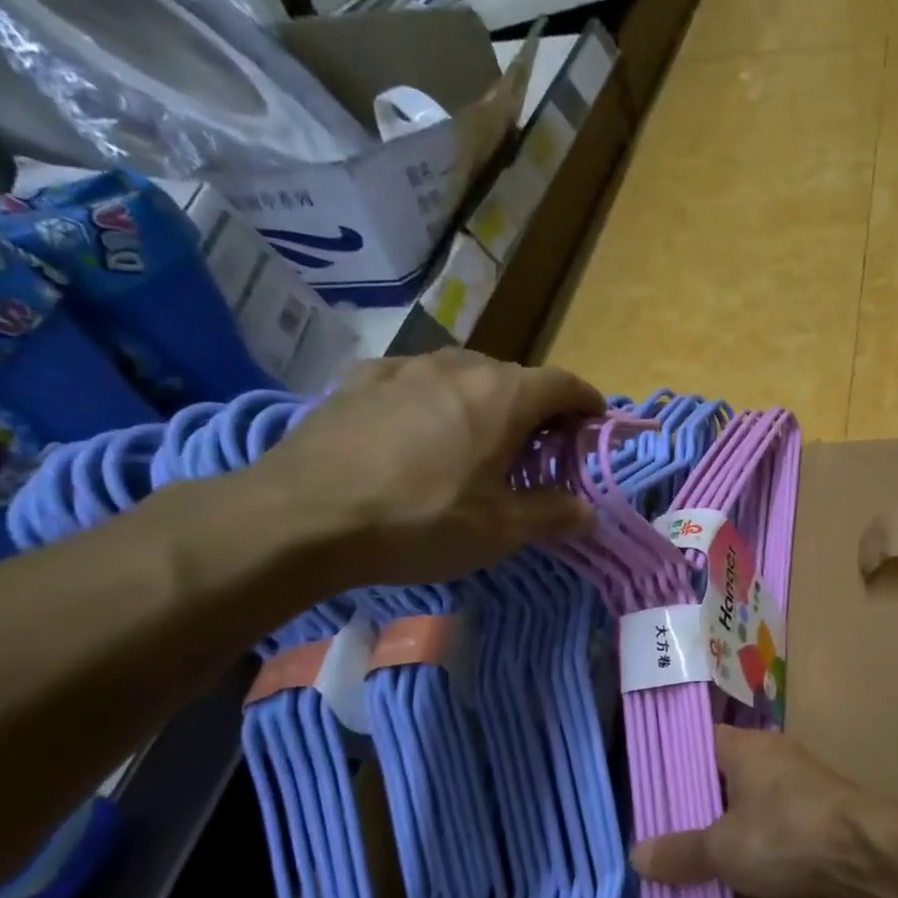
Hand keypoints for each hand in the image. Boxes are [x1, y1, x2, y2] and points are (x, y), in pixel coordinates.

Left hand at [249, 351, 602, 586]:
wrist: (302, 516)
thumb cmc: (421, 521)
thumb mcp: (501, 530)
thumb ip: (554, 514)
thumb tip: (590, 511)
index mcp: (504, 396)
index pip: (564, 384)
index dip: (588, 403)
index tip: (595, 425)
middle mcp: (459, 367)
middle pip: (516, 378)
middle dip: (537, 409)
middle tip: (539, 449)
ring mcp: (404, 368)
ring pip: (463, 375)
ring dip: (485, 402)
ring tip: (479, 439)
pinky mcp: (359, 381)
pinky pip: (414, 382)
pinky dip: (433, 401)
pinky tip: (419, 430)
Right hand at [632, 728, 891, 897]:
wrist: (870, 862)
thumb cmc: (787, 836)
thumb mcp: (722, 847)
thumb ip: (679, 852)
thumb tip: (636, 855)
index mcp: (746, 748)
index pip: (695, 744)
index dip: (669, 767)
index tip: (644, 797)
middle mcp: (772, 764)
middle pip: (719, 785)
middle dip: (691, 817)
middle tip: (656, 845)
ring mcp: (797, 797)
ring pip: (745, 819)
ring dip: (723, 847)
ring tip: (681, 875)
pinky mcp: (815, 831)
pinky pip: (771, 844)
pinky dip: (752, 866)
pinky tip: (727, 895)